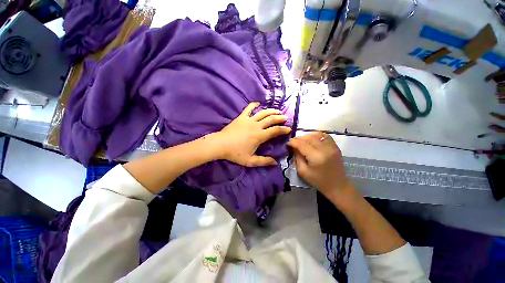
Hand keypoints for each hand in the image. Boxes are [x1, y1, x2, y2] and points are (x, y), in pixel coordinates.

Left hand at [212, 102, 290, 166]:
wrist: (220, 145)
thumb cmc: (235, 153)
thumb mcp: (250, 161)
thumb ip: (263, 161)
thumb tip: (275, 162)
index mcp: (260, 136)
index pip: (275, 131)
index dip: (284, 129)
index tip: (289, 129)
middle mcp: (256, 126)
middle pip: (271, 119)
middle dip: (280, 118)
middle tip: (285, 118)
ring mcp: (248, 120)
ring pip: (263, 113)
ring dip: (271, 111)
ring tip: (277, 110)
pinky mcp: (241, 117)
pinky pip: (248, 108)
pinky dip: (254, 105)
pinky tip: (258, 103)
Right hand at [287, 132, 354, 200]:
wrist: (337, 185)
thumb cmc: (318, 181)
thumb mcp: (302, 171)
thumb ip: (297, 157)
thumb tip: (293, 146)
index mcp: (316, 157)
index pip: (302, 144)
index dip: (293, 142)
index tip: (287, 143)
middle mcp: (325, 149)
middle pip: (309, 138)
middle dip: (298, 138)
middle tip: (293, 142)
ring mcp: (332, 147)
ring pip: (316, 134)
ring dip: (307, 136)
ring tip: (302, 140)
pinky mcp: (336, 146)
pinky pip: (324, 135)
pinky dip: (316, 135)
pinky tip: (312, 139)